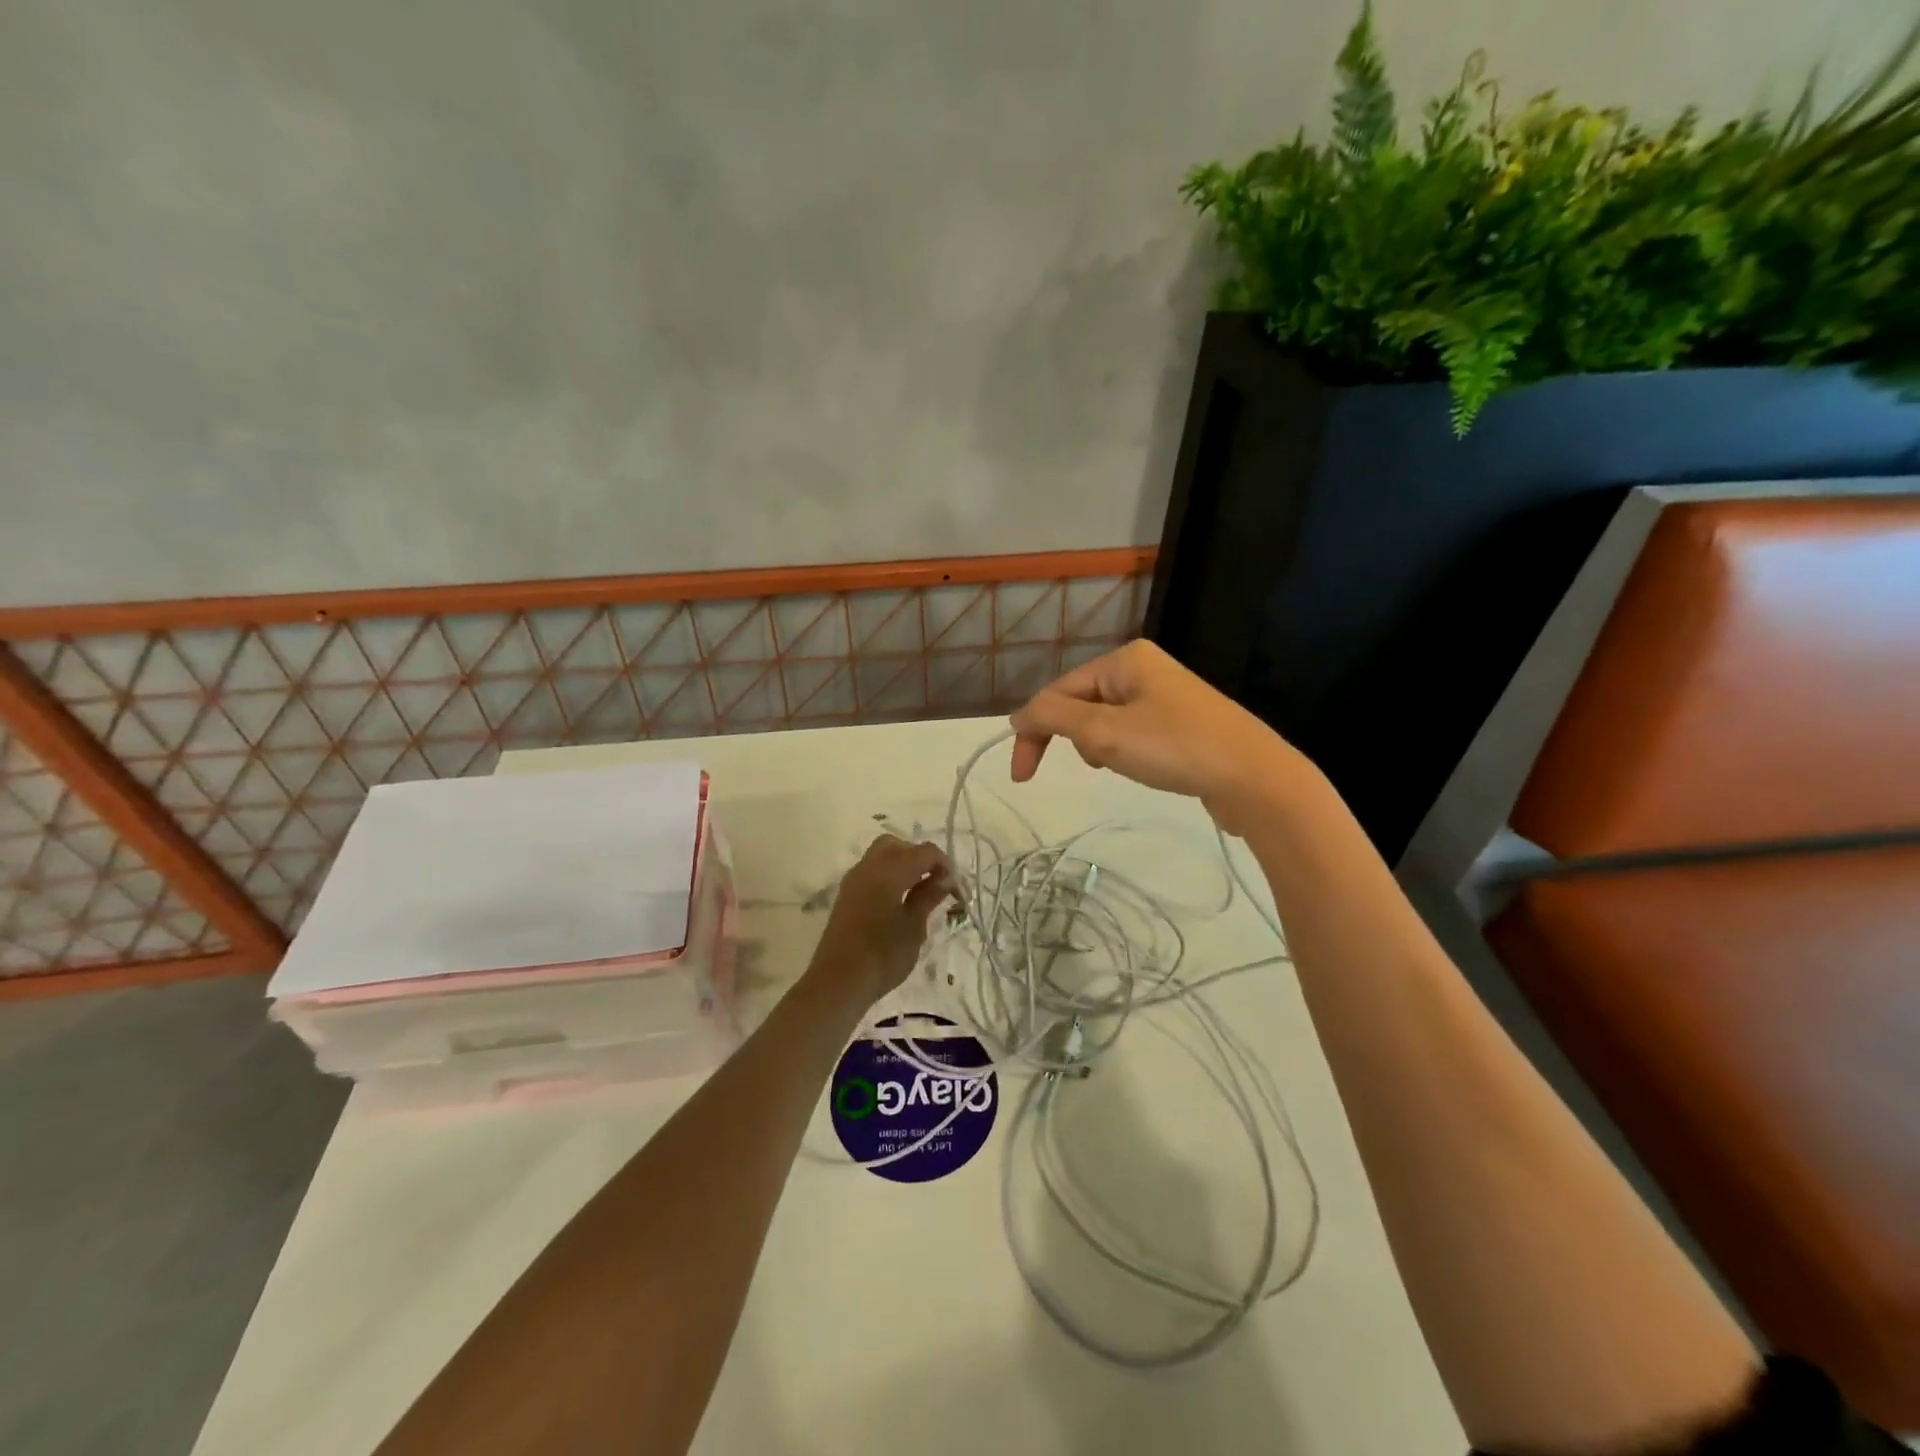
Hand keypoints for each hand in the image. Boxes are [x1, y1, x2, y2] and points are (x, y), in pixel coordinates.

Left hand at [805, 835, 952, 1006]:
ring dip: (903, 865)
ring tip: (919, 893)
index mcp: (889, 871)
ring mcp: (854, 880)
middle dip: (920, 858)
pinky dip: (889, 876)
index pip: (924, 852)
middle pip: (899, 845)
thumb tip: (944, 878)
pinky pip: (871, 871)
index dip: (944, 865)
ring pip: (882, 855)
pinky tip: (899, 901)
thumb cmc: (883, 955)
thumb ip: (928, 896)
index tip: (956, 889)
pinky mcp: (846, 895)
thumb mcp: (914, 927)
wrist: (838, 982)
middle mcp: (869, 867)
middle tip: (935, 883)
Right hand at [1009, 640, 1292, 833]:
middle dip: (1069, 736)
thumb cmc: (1174, 748)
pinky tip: (1135, 765)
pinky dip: (1121, 748)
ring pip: (1106, 717)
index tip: (1021, 776)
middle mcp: (1145, 667)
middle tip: (1073, 770)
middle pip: (1081, 701)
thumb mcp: (1103, 732)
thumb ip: (1052, 718)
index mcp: (1125, 659)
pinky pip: (1132, 729)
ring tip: (1112, 765)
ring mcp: (1167, 693)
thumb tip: (1019, 716)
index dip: (1033, 731)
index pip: (1058, 690)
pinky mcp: (1182, 721)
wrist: (1255, 777)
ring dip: (1095, 744)